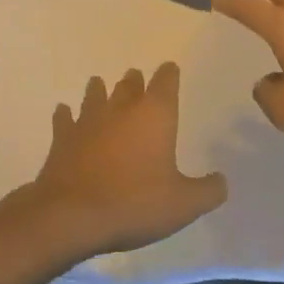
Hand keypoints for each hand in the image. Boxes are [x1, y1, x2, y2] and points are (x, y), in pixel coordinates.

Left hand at [25, 65, 227, 258]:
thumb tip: (221, 181)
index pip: (165, 83)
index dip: (169, 74)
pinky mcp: (63, 138)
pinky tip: (64, 112)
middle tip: (135, 76)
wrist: (72, 215)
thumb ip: (207, 191)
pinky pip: (65, 119)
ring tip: (99, 84)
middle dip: (135, 81)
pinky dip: (66, 115)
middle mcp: (121, 110)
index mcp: (154, 116)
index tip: (170, 68)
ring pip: (95, 95)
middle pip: (129, 86)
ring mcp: (88, 121)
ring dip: (99, 90)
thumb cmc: (135, 204)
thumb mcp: (184, 205)